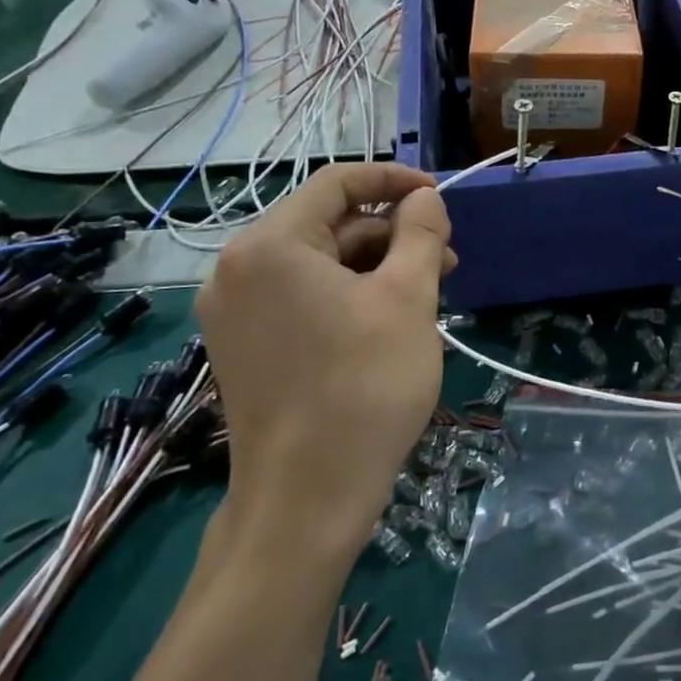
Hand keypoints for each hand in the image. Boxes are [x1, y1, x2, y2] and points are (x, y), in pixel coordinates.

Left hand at [196, 164, 454, 558]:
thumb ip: (419, 234)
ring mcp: (234, 312)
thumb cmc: (363, 387)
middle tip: (446, 259)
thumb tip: (424, 199)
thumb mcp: (407, 299)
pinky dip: (348, 296)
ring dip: (375, 267)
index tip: (439, 196)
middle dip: (391, 234)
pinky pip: (301, 298)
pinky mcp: (243, 347)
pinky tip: (390, 319)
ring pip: (318, 264)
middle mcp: (238, 270)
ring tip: (428, 292)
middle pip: (327, 225)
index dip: (394, 180)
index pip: (336, 183)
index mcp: (270, 246)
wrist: (306, 499)